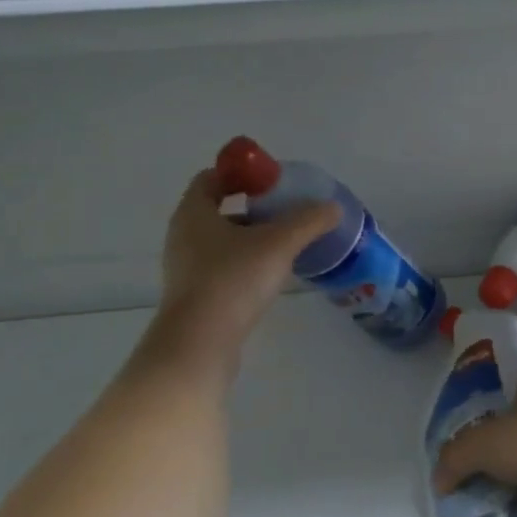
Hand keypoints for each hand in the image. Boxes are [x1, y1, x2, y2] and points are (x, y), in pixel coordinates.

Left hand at [151, 169, 338, 363]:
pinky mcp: (194, 296)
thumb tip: (333, 207)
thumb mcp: (279, 244)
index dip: (240, 173)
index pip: (212, 177)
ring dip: (250, 238)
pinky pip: (221, 267)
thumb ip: (308, 221)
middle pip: (218, 209)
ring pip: (221, 241)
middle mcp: (183, 235)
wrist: (200, 344)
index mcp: (194, 212)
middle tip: (285, 211)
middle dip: (252, 207)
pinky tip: (271, 275)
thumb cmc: (233, 280)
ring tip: (285, 244)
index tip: (271, 180)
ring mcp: (185, 267)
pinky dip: (244, 264)